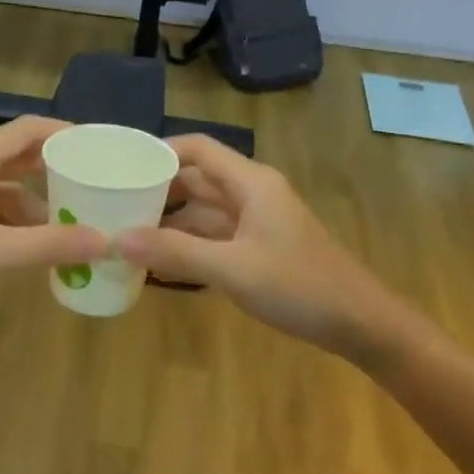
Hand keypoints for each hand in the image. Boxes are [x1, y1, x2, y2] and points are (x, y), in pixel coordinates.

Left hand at [0, 117, 109, 321]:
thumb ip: (49, 245)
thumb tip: (105, 241)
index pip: (27, 130)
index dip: (63, 133)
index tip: (97, 147)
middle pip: (17, 155)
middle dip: (54, 168)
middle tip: (92, 181)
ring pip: (4, 185)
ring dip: (35, 200)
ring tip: (70, 220)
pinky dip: (14, 220)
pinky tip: (33, 243)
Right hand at [118, 135, 398, 355]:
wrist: (360, 323)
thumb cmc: (299, 286)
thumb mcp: (233, 269)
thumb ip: (175, 252)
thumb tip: (117, 239)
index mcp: (250, 182)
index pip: (197, 149)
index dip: (160, 152)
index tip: (121, 167)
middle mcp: (251, 194)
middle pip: (196, 180)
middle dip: (157, 190)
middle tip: (113, 203)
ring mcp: (256, 223)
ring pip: (203, 211)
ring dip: (169, 221)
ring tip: (125, 232)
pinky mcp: (258, 249)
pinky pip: (213, 237)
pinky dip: (187, 244)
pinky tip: (158, 262)